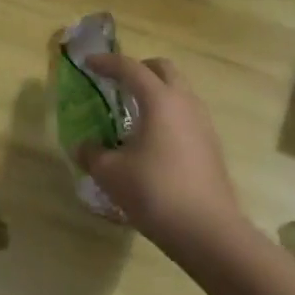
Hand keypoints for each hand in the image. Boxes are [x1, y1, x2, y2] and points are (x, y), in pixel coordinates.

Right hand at [76, 54, 245, 253]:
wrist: (208, 231)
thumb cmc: (155, 192)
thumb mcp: (111, 174)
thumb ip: (92, 154)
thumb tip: (83, 146)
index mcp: (159, 100)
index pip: (130, 68)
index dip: (106, 63)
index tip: (88, 64)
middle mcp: (185, 103)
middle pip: (163, 69)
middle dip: (139, 69)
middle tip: (117, 83)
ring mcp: (203, 124)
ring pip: (179, 91)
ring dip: (156, 92)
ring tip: (133, 113)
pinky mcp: (211, 146)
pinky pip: (186, 115)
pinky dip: (168, 115)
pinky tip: (152, 141)